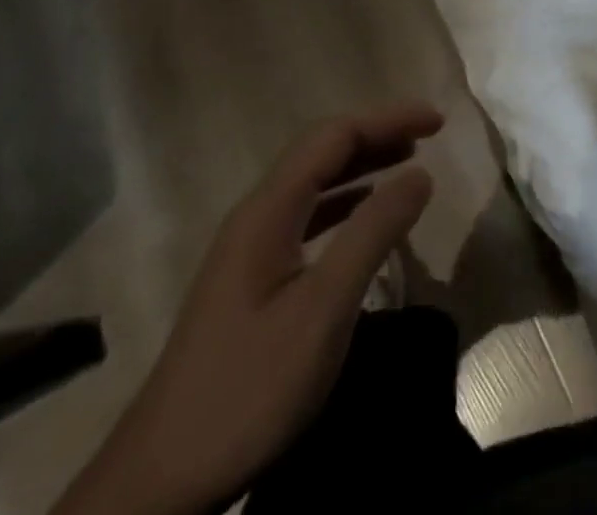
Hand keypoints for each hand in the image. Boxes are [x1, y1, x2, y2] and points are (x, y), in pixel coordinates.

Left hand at [53, 103, 442, 514]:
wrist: (159, 483)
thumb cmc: (248, 387)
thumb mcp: (323, 309)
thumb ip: (373, 234)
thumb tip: (421, 173)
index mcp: (268, 211)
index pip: (334, 136)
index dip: (387, 119)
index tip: (437, 121)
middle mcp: (256, 216)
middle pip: (321, 152)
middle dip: (377, 134)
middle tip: (429, 134)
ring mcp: (249, 249)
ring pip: (313, 184)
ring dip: (362, 165)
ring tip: (408, 161)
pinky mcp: (250, 281)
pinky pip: (307, 216)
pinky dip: (345, 201)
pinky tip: (364, 214)